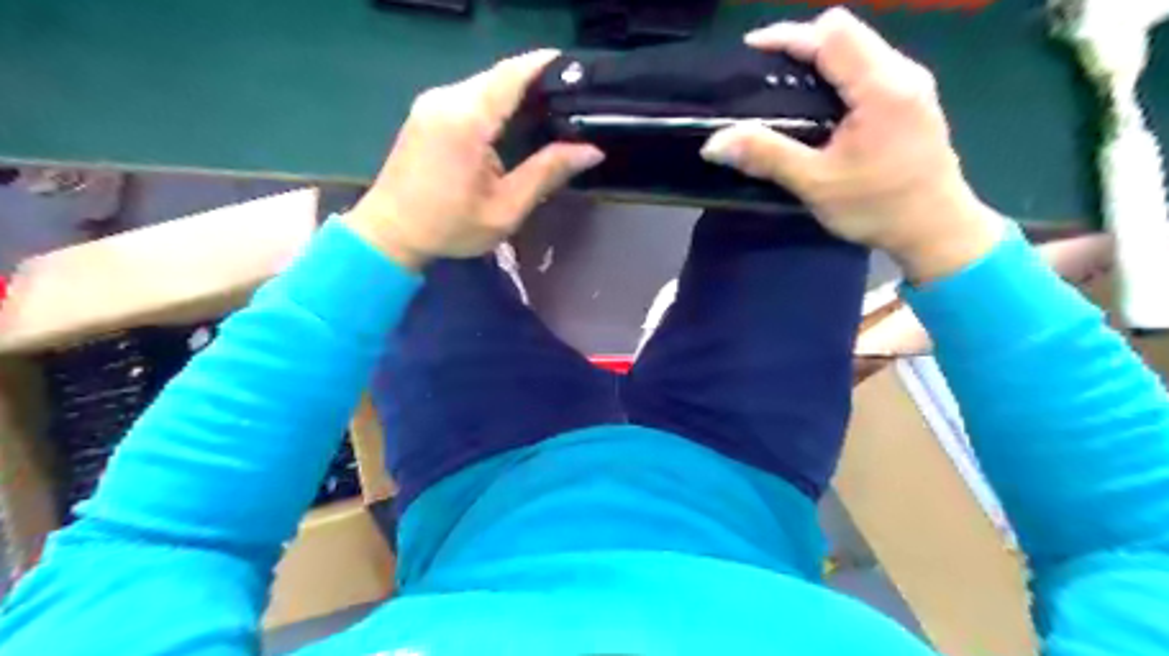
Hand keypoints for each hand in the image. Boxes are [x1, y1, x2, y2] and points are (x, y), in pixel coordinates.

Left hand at [343, 45, 601, 268]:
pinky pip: (470, 95)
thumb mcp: (506, 208)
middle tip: (571, 106)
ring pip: (485, 84)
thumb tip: (591, 150)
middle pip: (500, 76)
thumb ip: (547, 173)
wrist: (389, 232)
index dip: (546, 65)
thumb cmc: (449, 227)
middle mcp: (446, 98)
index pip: (512, 74)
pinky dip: (496, 104)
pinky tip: (514, 125)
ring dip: (516, 95)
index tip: (577, 72)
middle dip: (536, 84)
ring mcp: (432, 102)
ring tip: (550, 116)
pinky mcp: (427, 111)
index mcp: (466, 120)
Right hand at [697, 7, 1009, 281]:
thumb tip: (714, 143)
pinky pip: (869, 67)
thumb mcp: (815, 183)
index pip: (832, 33)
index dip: (788, 35)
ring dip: (819, 59)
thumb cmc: (877, 208)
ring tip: (784, 88)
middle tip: (764, 74)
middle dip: (801, 44)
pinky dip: (837, 74)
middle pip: (846, 31)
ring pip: (859, 47)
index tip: (751, 51)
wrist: (936, 230)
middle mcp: (902, 72)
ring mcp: (912, 84)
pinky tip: (817, 105)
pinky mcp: (912, 98)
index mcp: (882, 87)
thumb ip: (766, 156)